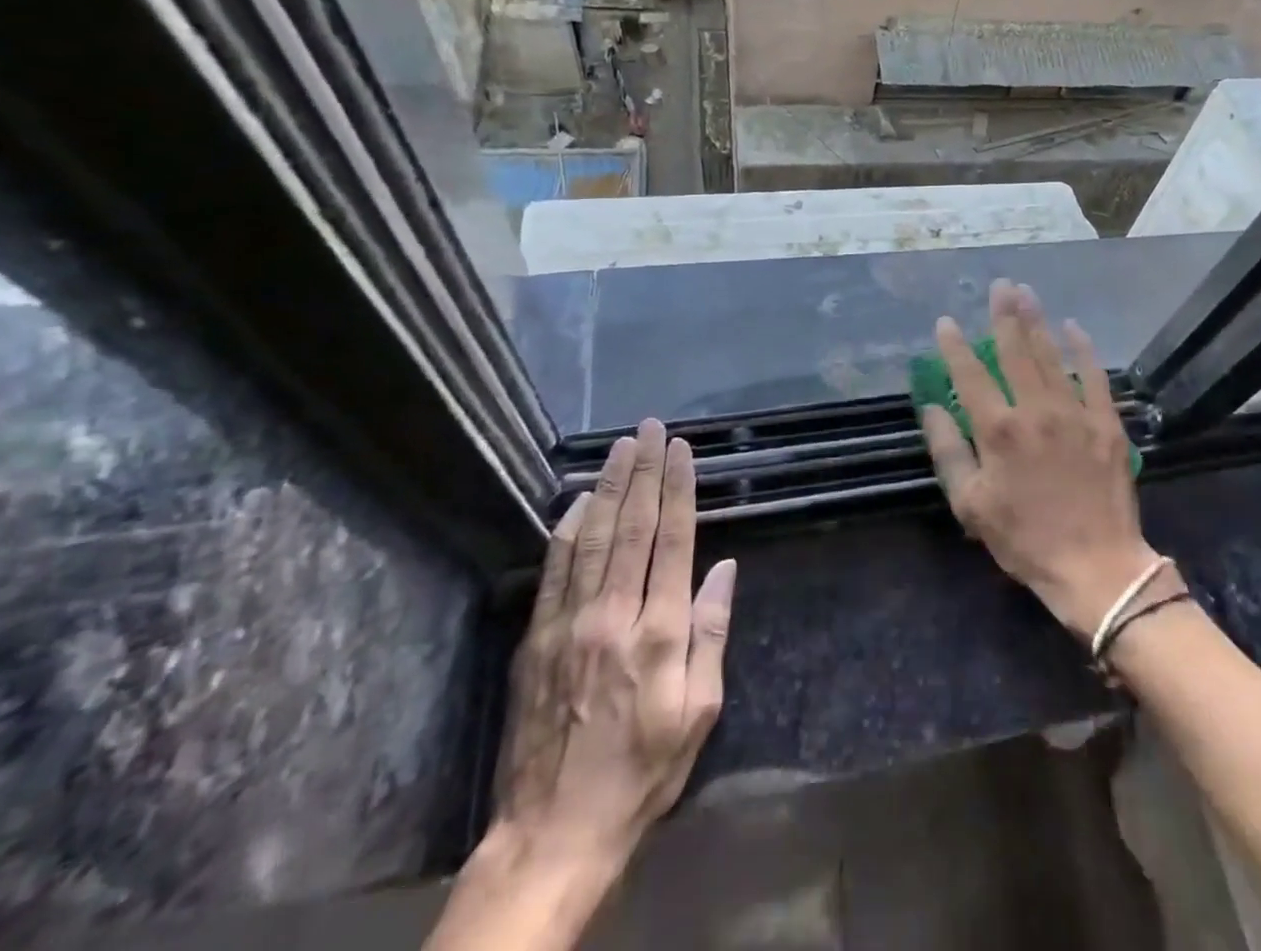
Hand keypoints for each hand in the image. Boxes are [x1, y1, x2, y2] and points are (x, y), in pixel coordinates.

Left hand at [472, 420, 736, 922]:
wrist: (553, 832)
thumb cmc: (643, 771)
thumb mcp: (700, 712)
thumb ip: (712, 634)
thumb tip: (724, 569)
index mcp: (659, 633)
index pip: (674, 541)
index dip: (679, 490)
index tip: (681, 450)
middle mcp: (614, 616)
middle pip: (633, 528)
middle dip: (645, 473)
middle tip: (650, 428)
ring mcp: (568, 626)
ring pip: (592, 539)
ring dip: (609, 488)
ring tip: (620, 448)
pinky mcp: (536, 641)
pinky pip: (555, 572)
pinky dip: (568, 530)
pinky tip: (579, 502)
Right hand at [921, 279, 1158, 637]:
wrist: (1095, 566)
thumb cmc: (1024, 539)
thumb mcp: (970, 504)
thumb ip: (948, 452)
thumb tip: (932, 408)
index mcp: (998, 431)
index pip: (970, 376)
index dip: (955, 346)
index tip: (947, 321)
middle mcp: (1035, 411)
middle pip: (1015, 352)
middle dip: (1004, 315)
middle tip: (999, 286)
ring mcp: (1074, 413)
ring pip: (1051, 356)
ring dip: (1037, 322)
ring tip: (1026, 292)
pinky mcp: (1105, 422)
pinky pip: (1094, 376)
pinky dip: (1083, 349)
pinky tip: (1073, 327)